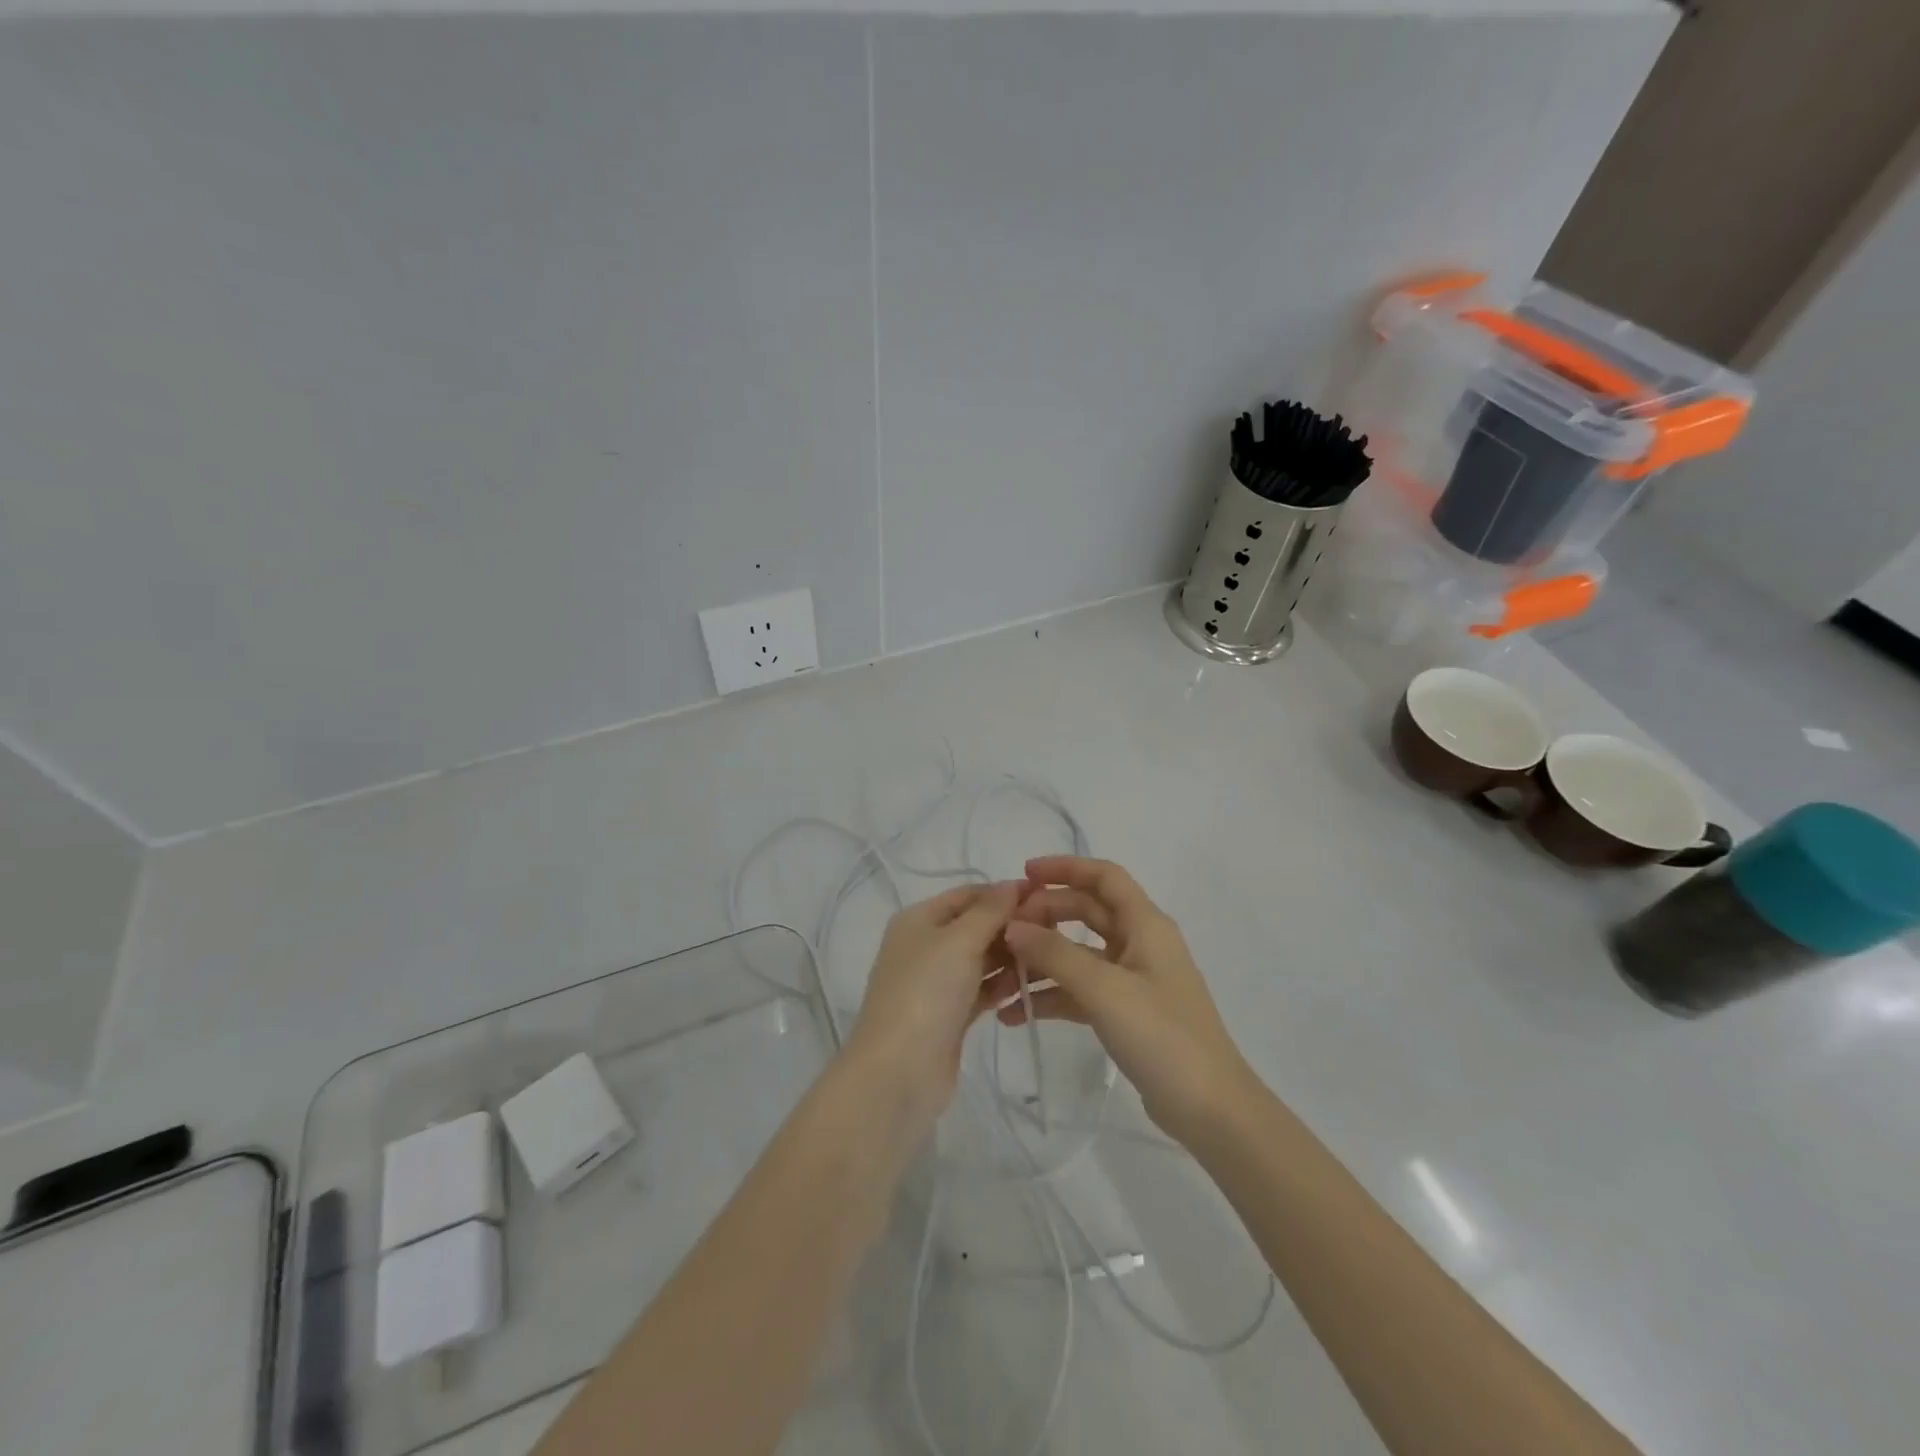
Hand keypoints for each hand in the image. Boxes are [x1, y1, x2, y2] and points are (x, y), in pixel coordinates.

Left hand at [845, 881, 1023, 1128]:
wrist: (899, 1071)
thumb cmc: (926, 992)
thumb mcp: (959, 941)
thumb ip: (990, 911)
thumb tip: (1013, 883)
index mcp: (918, 919)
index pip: (967, 894)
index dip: (1003, 892)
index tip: (1045, 896)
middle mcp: (925, 946)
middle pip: (975, 926)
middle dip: (1011, 926)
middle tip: (1054, 929)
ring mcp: (936, 983)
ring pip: (980, 959)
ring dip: (1010, 956)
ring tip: (1047, 957)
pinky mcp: (949, 1015)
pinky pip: (981, 989)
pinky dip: (1001, 985)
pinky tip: (1027, 987)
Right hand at [1003, 856, 1258, 1147]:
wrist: (1210, 1109)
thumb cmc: (1162, 1036)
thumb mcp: (1105, 989)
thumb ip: (1055, 954)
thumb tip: (1013, 926)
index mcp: (1146, 924)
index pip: (1104, 876)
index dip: (1065, 868)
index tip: (1024, 874)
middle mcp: (1140, 943)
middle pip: (1087, 911)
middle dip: (1045, 914)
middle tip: (1004, 928)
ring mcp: (1133, 979)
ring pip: (1079, 952)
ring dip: (1042, 958)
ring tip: (1000, 973)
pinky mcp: (1126, 1012)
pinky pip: (1081, 989)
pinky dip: (1052, 995)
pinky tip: (1016, 1013)